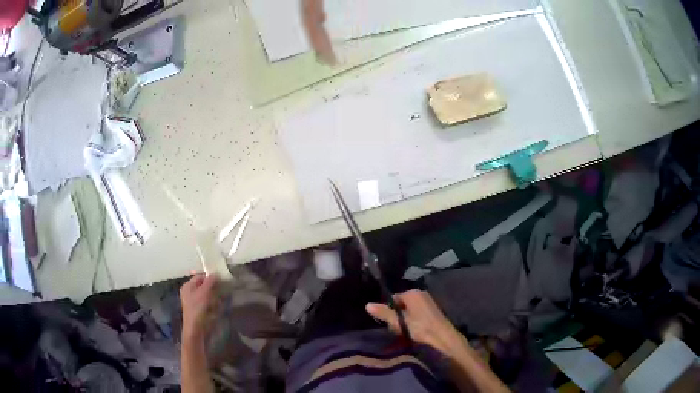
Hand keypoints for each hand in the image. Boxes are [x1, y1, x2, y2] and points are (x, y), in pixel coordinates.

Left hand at [180, 274, 217, 341]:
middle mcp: (190, 292)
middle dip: (213, 289)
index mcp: (188, 286)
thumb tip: (216, 273)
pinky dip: (213, 305)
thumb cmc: (197, 309)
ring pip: (208, 295)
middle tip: (221, 291)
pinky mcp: (200, 310)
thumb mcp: (204, 292)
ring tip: (218, 302)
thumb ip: (210, 282)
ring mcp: (195, 302)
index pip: (200, 277)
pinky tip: (216, 309)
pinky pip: (209, 304)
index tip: (221, 279)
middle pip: (204, 286)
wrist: (196, 329)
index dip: (210, 277)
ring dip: (215, 298)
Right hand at [366, 289, 465, 355]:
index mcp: (413, 292)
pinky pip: (418, 314)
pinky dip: (413, 322)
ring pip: (410, 310)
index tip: (386, 322)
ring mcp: (429, 302)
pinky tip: (414, 332)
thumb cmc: (420, 329)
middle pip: (402, 304)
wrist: (443, 339)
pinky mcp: (434, 311)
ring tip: (404, 332)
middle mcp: (421, 293)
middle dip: (396, 315)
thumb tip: (367, 305)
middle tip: (395, 329)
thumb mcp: (398, 322)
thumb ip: (384, 313)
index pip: (393, 298)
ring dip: (405, 320)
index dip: (387, 310)